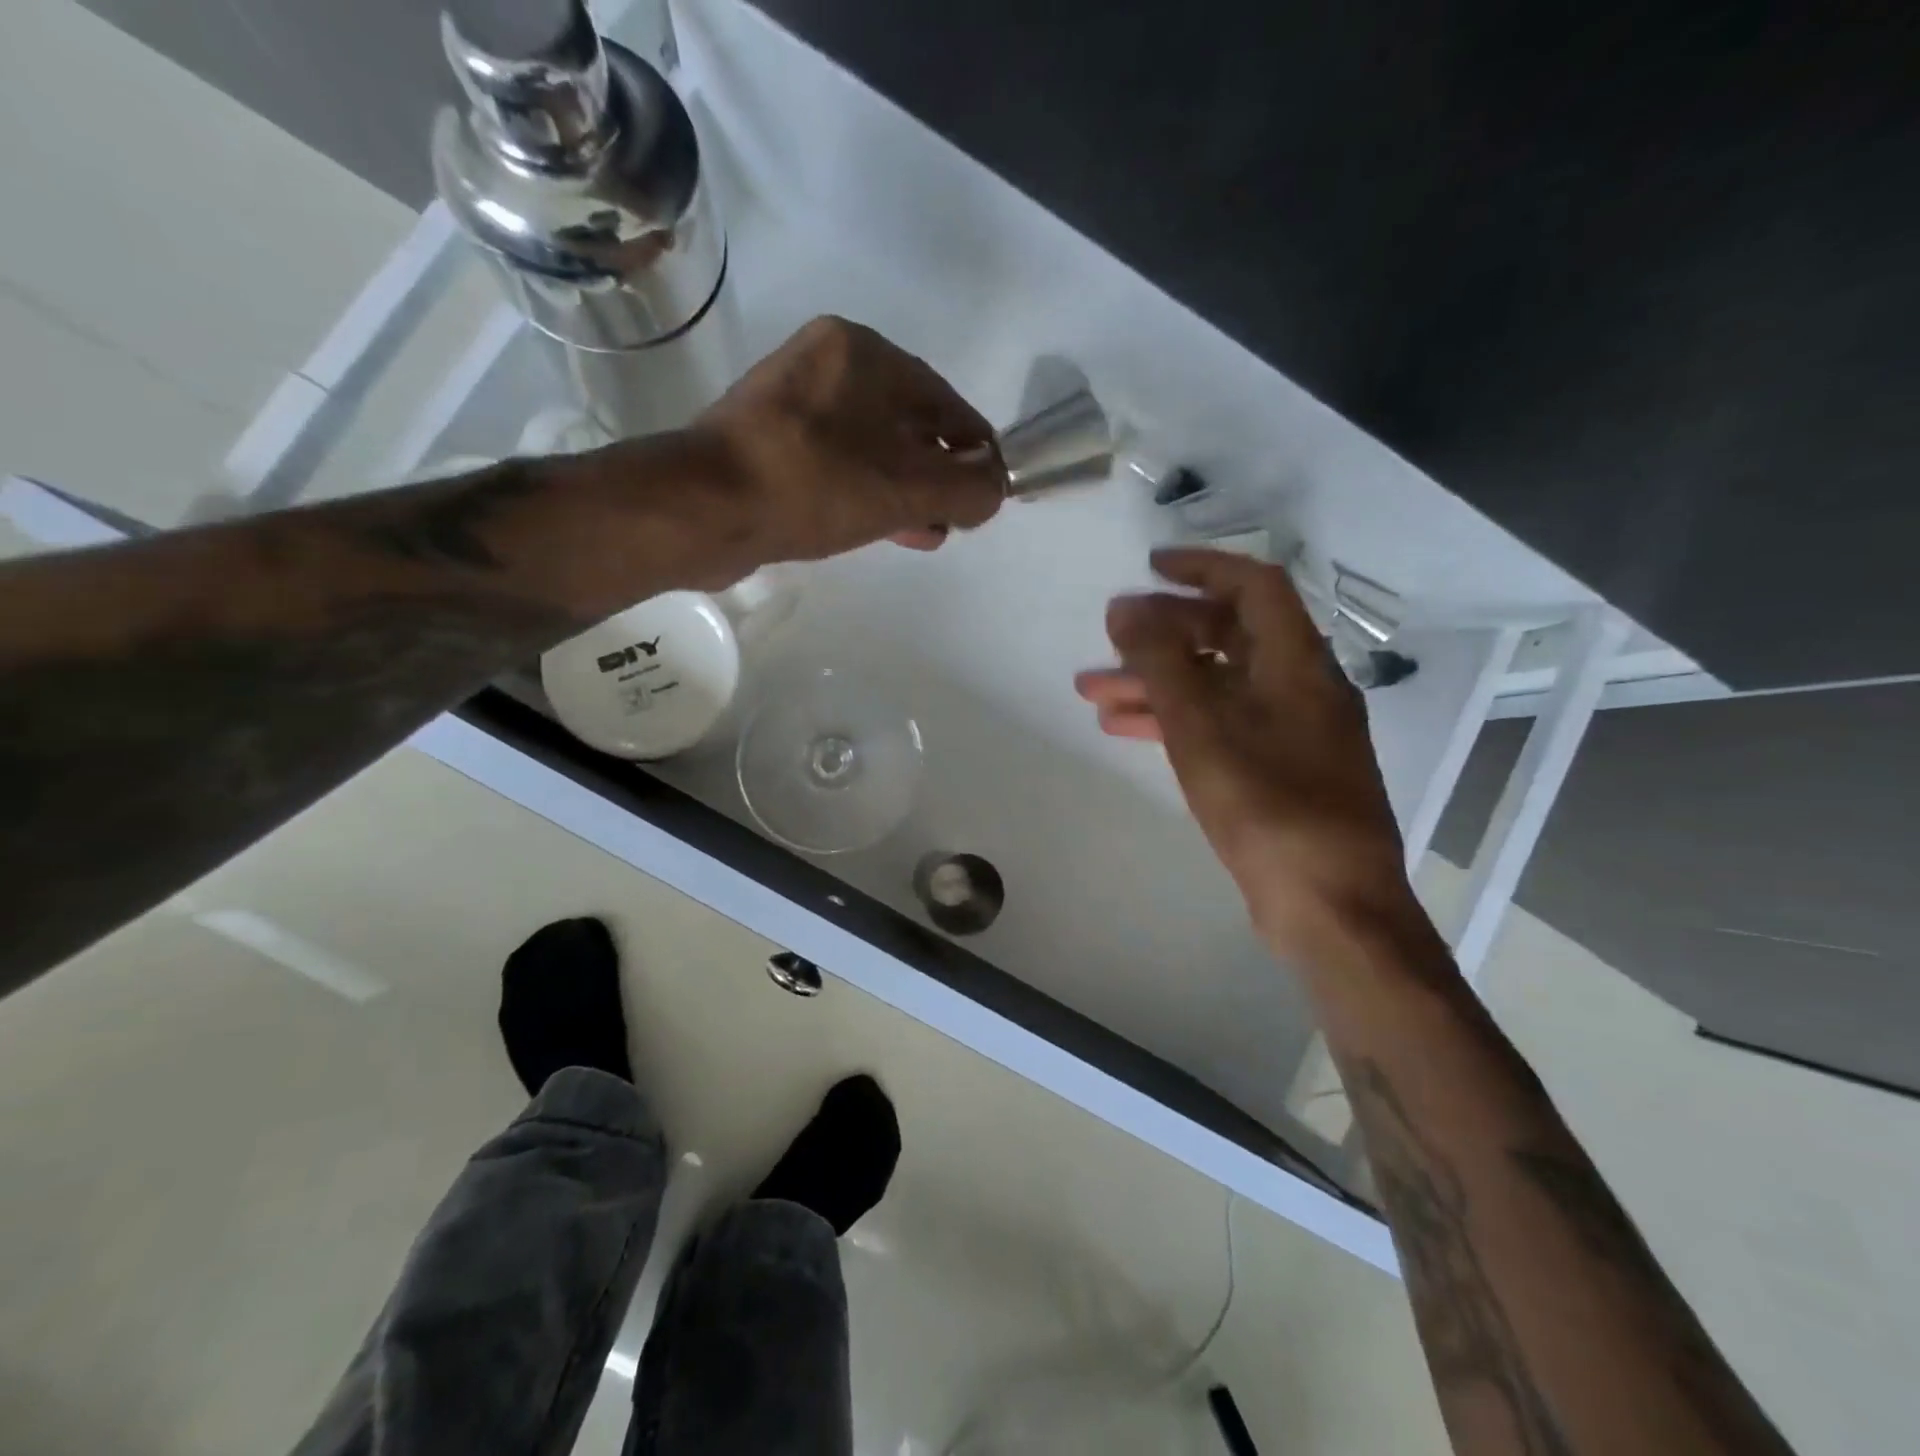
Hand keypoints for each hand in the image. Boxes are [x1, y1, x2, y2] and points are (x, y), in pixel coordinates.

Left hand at [678, 316, 1003, 578]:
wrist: (705, 509)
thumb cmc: (815, 485)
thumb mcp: (908, 489)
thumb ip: (968, 488)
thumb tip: (995, 488)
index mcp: (863, 352)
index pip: (947, 403)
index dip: (977, 452)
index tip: (989, 495)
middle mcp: (826, 364)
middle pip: (908, 425)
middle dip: (938, 477)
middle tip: (953, 520)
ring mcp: (791, 402)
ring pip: (871, 449)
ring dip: (904, 491)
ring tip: (923, 532)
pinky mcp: (767, 441)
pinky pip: (836, 465)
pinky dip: (864, 494)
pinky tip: (879, 527)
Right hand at [1074, 548, 1415, 958]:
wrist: (1330, 908)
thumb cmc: (1269, 808)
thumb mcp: (1204, 728)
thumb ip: (1162, 663)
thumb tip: (1125, 607)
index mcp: (1297, 664)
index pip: (1253, 587)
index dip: (1201, 568)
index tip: (1148, 568)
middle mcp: (1300, 688)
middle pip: (1227, 637)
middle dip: (1162, 636)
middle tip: (1108, 640)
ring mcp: (1290, 733)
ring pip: (1215, 686)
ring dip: (1157, 683)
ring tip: (1093, 692)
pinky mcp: (1277, 772)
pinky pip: (1220, 726)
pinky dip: (1175, 722)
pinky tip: (1125, 729)